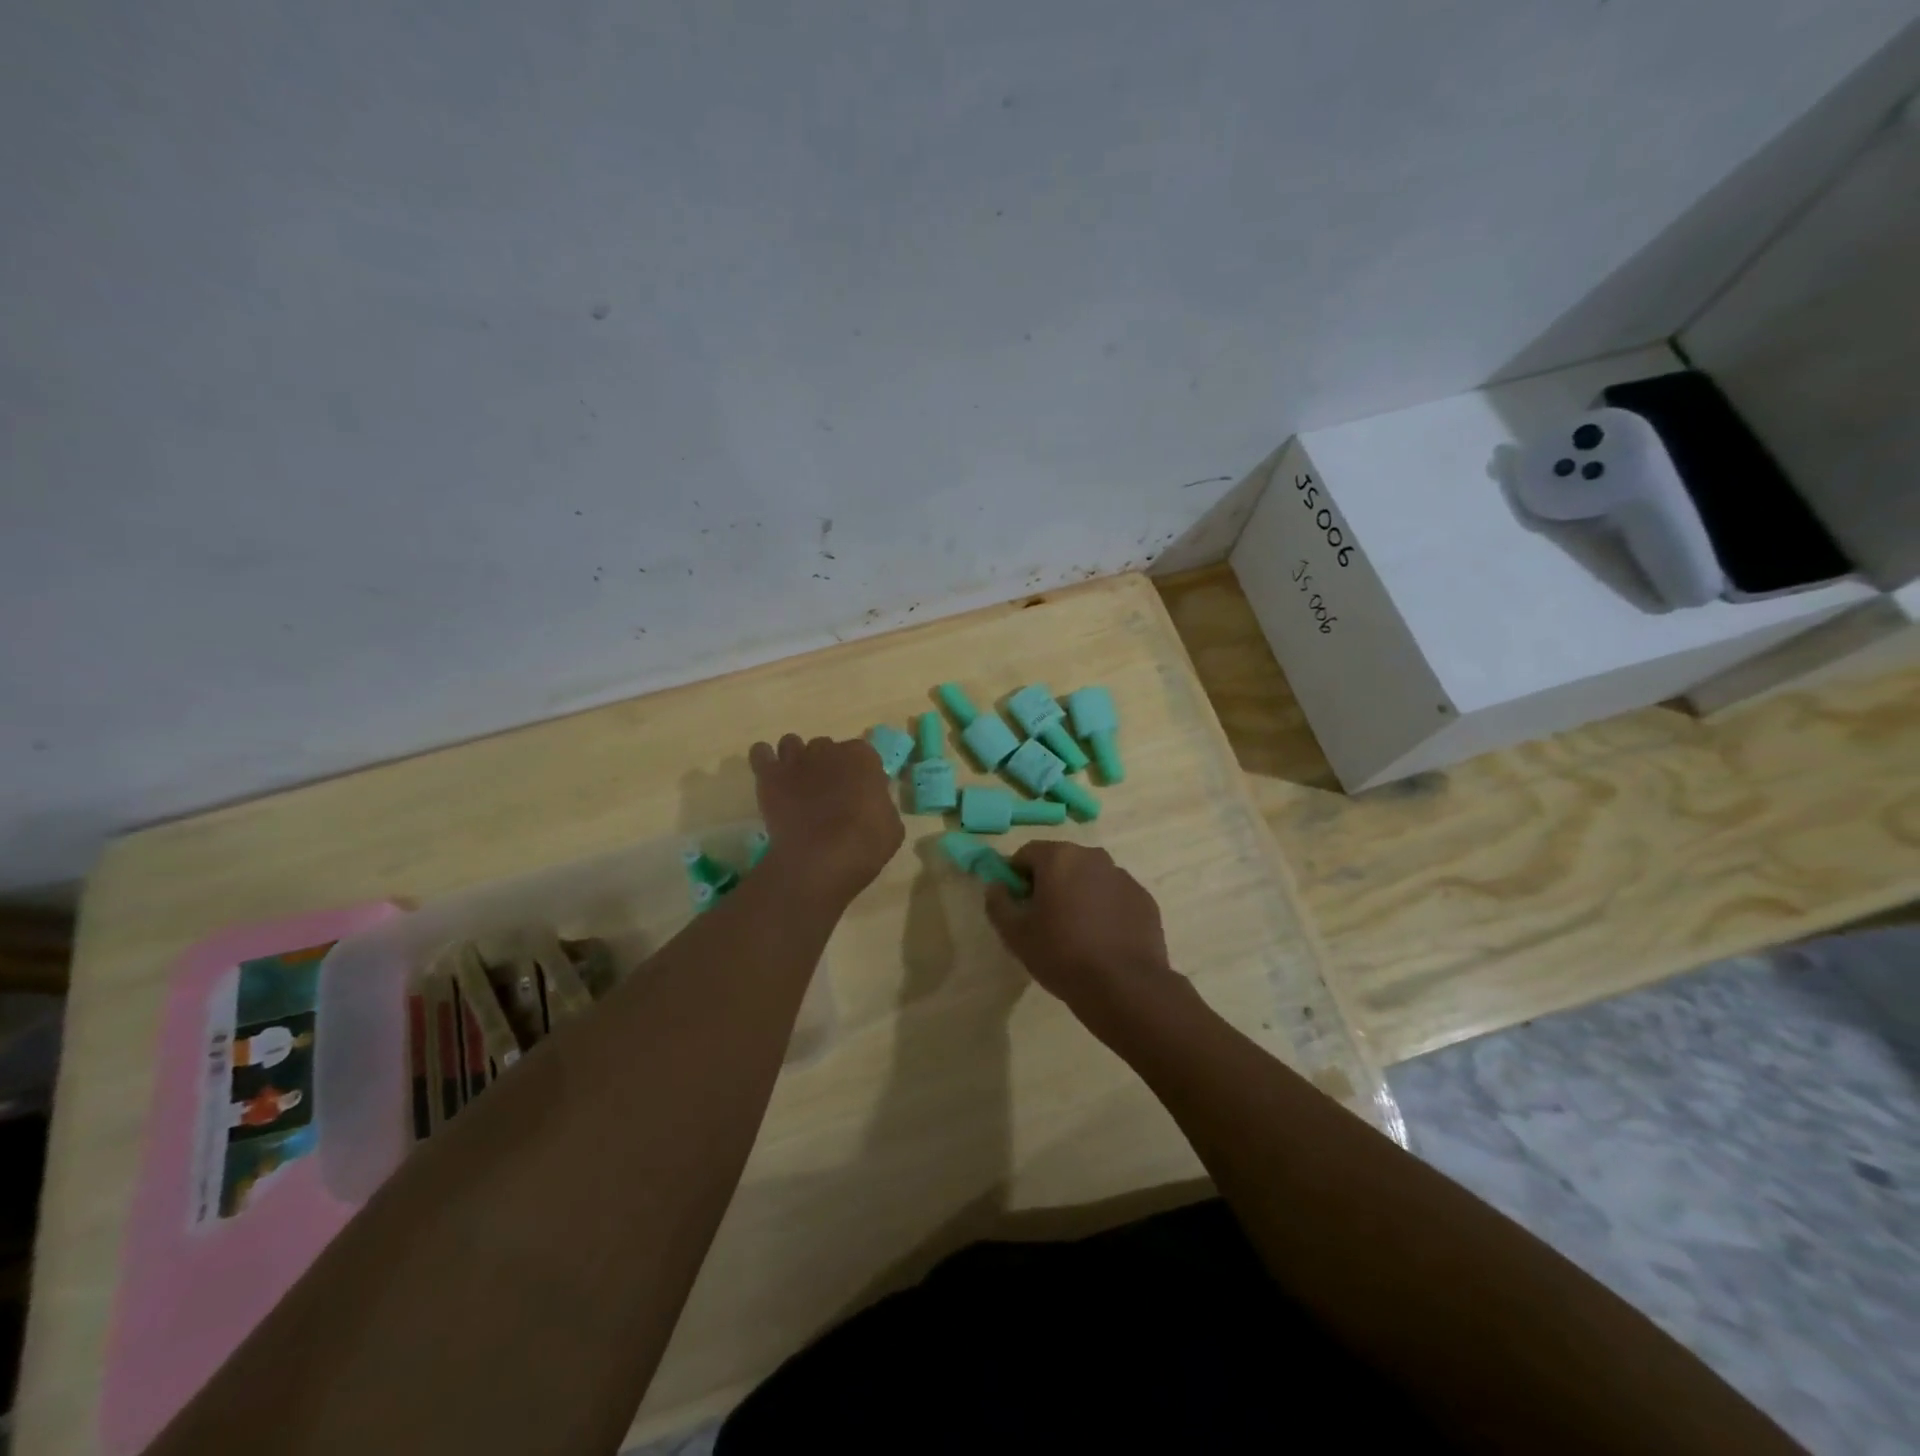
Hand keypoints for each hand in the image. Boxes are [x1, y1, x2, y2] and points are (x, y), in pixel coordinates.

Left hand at [748, 734, 903, 904]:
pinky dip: (764, 760)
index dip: (860, 774)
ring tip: (797, 782)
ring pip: (792, 744)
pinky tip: (770, 776)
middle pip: (826, 748)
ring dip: (795, 758)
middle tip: (827, 792)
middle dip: (827, 765)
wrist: (821, 859)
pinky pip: (760, 753)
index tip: (859, 793)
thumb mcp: (891, 825)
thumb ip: (880, 804)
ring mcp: (796, 760)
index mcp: (863, 757)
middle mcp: (829, 749)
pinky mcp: (769, 776)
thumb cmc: (865, 844)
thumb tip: (871, 803)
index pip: (863, 755)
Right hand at [985, 841, 1181, 1026]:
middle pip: (1061, 862)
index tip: (1016, 902)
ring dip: (1079, 893)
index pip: (1027, 853)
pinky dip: (1105, 908)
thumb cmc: (1061, 954)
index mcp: (1060, 857)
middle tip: (1043, 918)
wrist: (1124, 986)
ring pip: (1090, 878)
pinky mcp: (1144, 899)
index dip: (1016, 875)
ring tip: (1075, 931)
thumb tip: (995, 886)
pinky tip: (1102, 939)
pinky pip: (1114, 896)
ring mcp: (1123, 877)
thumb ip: (998, 903)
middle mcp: (1093, 857)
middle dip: (1049, 882)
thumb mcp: (1015, 934)